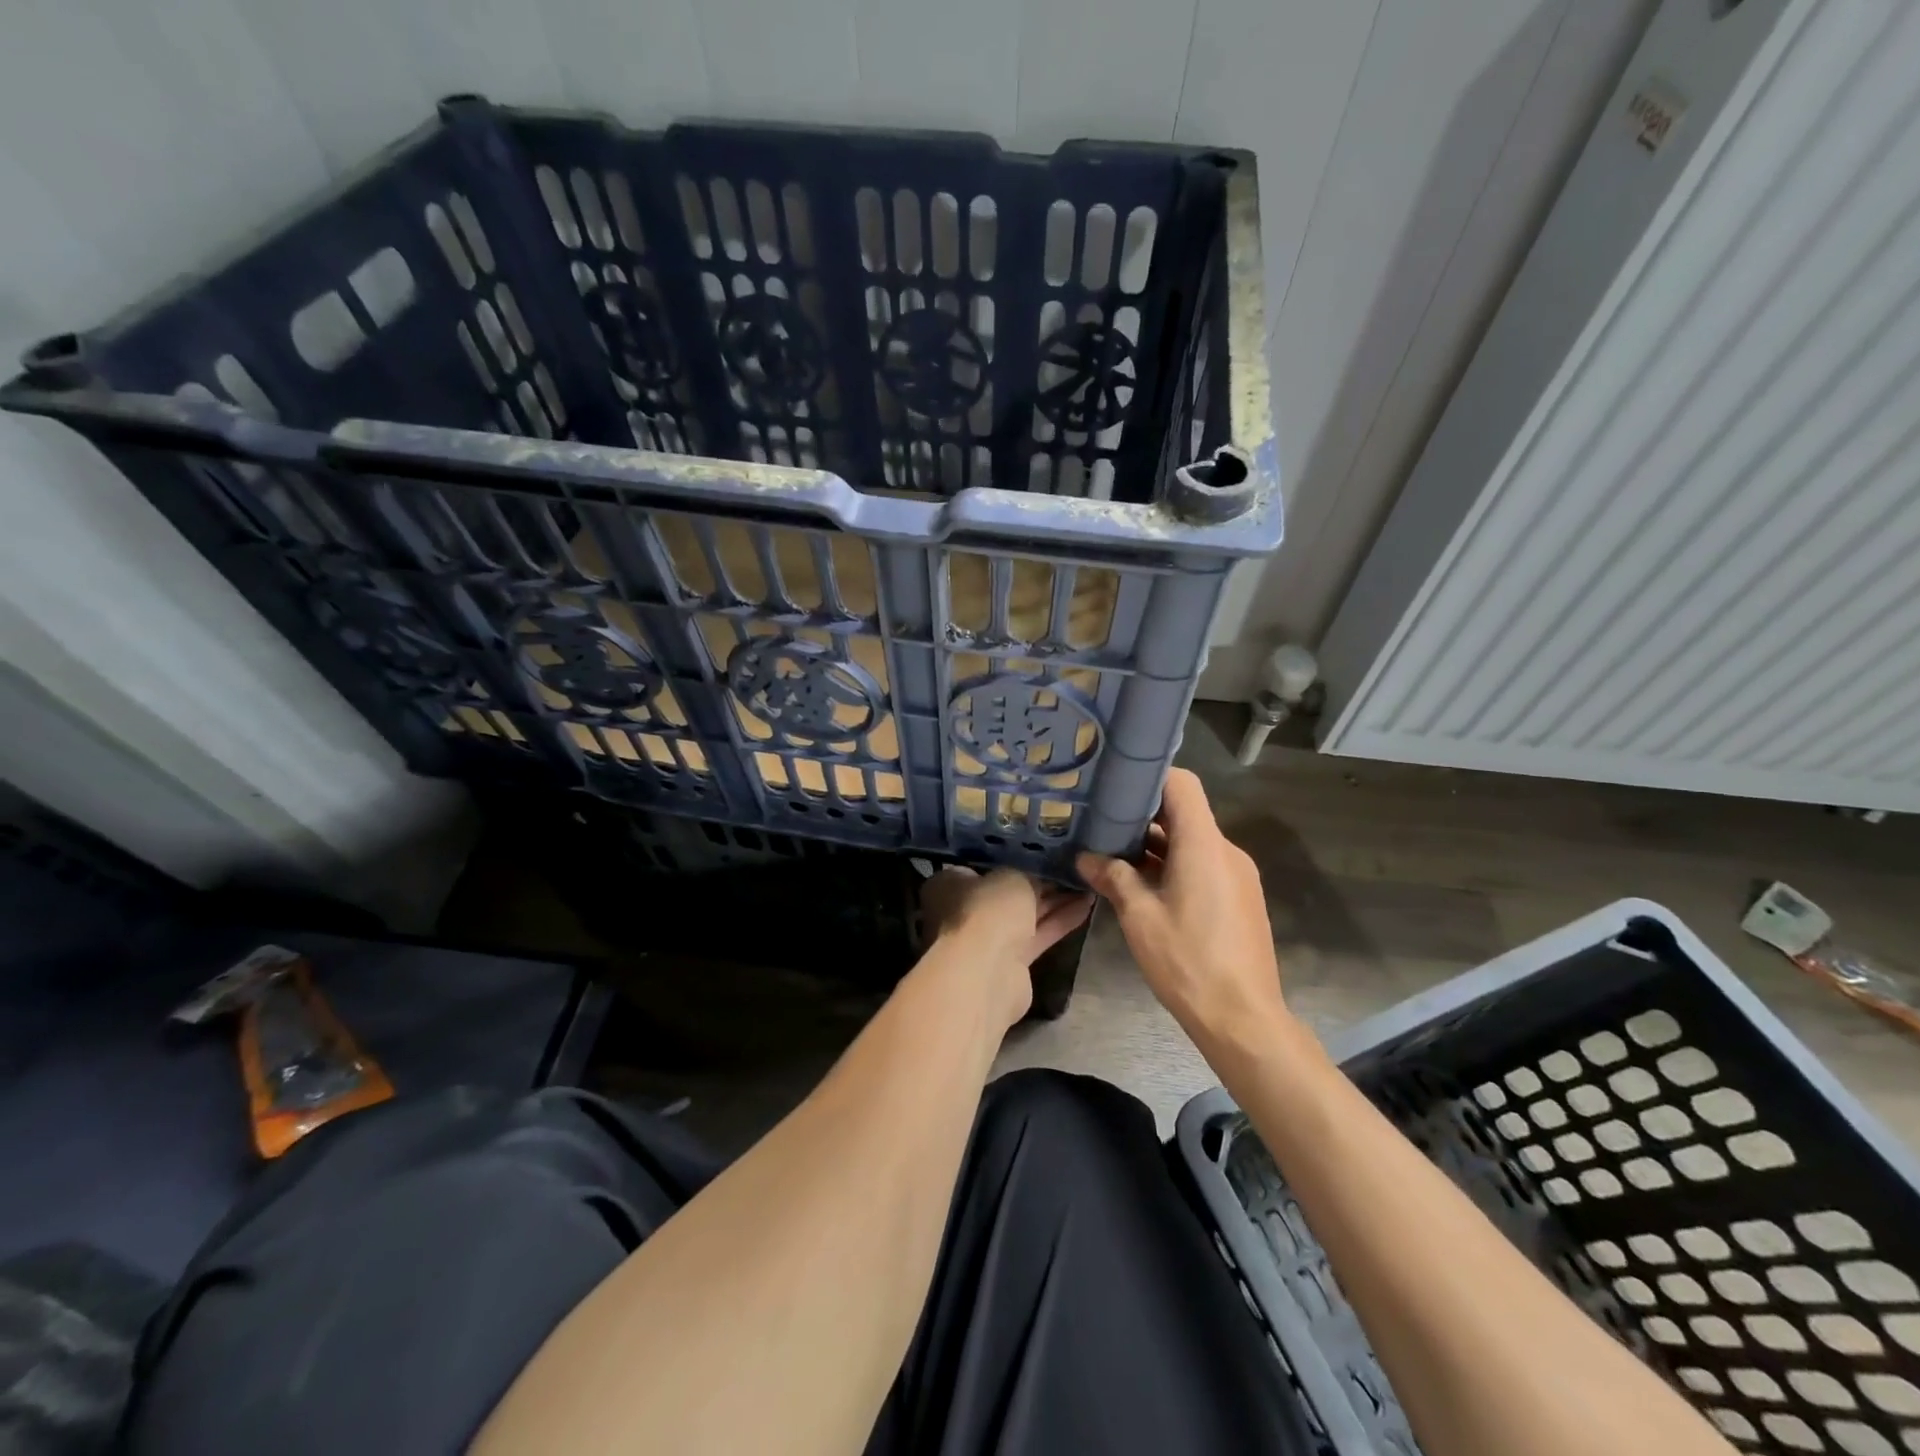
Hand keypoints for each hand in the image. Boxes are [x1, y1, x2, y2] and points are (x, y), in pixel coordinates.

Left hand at [920, 868, 1090, 1022]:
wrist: (987, 971)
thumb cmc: (988, 909)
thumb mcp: (1011, 877)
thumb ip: (1025, 874)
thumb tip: (1034, 877)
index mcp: (949, 885)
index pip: (980, 866)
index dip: (1009, 859)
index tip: (1038, 852)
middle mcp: (963, 911)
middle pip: (1005, 893)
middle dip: (1038, 882)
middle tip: (1070, 868)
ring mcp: (986, 939)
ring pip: (1024, 915)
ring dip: (1054, 902)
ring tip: (1086, 883)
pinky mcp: (1009, 963)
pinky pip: (1037, 935)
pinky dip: (1059, 921)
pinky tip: (1087, 905)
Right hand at [1077, 769, 1286, 1043]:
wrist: (1243, 1019)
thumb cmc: (1188, 961)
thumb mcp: (1140, 918)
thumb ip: (1113, 878)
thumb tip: (1086, 858)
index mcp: (1204, 845)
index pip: (1182, 784)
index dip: (1148, 777)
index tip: (1113, 785)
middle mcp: (1225, 851)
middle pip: (1184, 813)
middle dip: (1142, 815)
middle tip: (1100, 820)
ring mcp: (1236, 876)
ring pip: (1192, 842)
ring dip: (1155, 845)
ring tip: (1112, 854)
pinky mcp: (1239, 898)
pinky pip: (1202, 865)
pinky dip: (1173, 866)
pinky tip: (1142, 887)